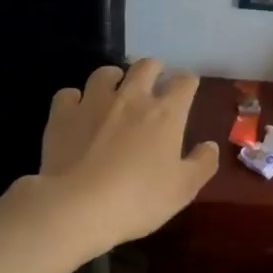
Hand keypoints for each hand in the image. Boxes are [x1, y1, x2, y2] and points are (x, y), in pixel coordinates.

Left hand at [34, 59, 219, 253]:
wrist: (78, 207)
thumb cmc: (139, 199)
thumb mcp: (184, 189)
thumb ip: (202, 164)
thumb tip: (210, 145)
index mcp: (166, 113)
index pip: (184, 82)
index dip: (188, 82)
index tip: (188, 89)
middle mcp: (131, 97)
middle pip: (146, 66)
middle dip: (154, 69)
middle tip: (155, 82)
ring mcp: (93, 102)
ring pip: (105, 73)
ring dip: (114, 78)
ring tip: (114, 91)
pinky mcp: (62, 115)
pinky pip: (69, 94)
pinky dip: (75, 99)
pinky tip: (77, 112)